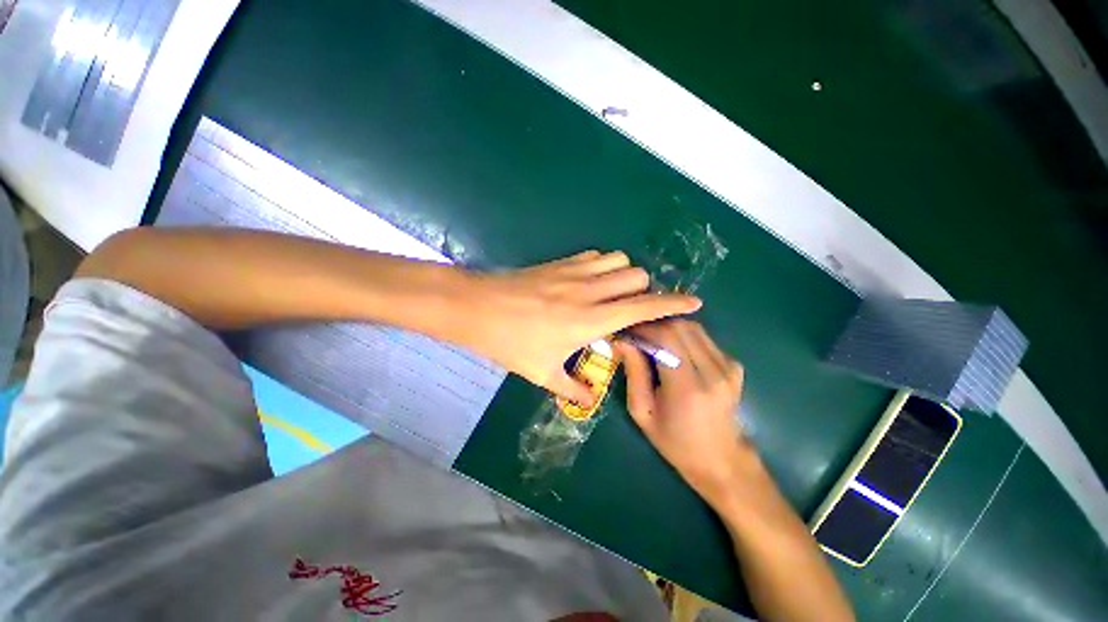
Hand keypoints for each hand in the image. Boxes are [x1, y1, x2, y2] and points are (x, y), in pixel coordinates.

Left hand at [462, 251, 700, 405]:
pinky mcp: (560, 263)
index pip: (643, 308)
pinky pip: (595, 256)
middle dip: (644, 291)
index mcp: (591, 320)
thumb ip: (571, 388)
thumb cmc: (510, 342)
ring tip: (612, 294)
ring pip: (619, 261)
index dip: (673, 304)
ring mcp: (574, 272)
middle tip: (633, 309)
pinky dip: (603, 266)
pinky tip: (590, 282)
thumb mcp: (541, 373)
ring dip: (624, 276)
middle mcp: (589, 291)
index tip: (694, 303)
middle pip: (637, 276)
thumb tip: (586, 399)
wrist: (477, 308)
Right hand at [615, 320, 749, 507]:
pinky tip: (674, 352)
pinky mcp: (735, 365)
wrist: (721, 460)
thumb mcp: (642, 412)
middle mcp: (713, 372)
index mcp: (688, 388)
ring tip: (652, 341)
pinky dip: (683, 338)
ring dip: (668, 328)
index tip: (626, 331)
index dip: (643, 328)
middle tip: (637, 334)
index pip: (666, 337)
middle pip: (680, 327)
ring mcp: (728, 367)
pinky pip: (703, 339)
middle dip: (654, 325)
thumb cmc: (674, 441)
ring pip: (693, 328)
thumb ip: (633, 373)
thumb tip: (621, 341)